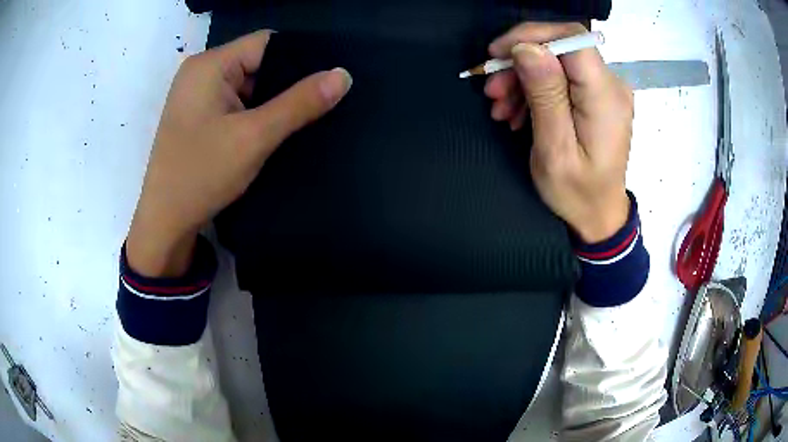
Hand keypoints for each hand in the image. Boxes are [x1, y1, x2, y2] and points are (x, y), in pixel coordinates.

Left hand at [126, 30, 351, 276]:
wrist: (165, 222)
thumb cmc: (201, 175)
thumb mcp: (254, 137)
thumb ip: (299, 103)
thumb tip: (344, 75)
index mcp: (210, 65)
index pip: (266, 43)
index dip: (299, 57)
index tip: (329, 78)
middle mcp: (201, 72)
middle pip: (257, 62)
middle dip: (287, 82)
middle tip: (321, 101)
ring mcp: (198, 95)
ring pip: (248, 84)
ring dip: (272, 100)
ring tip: (303, 116)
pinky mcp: (198, 115)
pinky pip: (236, 102)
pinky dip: (256, 113)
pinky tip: (274, 128)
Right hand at [486, 22, 632, 242]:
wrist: (598, 215)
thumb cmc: (577, 192)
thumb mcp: (554, 149)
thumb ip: (545, 95)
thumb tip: (527, 48)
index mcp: (605, 97)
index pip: (572, 39)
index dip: (532, 36)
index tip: (498, 54)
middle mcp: (611, 85)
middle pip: (561, 48)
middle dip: (521, 62)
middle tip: (492, 90)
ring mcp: (605, 90)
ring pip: (558, 63)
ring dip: (523, 78)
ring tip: (500, 107)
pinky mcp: (597, 97)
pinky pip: (562, 78)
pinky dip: (535, 89)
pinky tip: (518, 111)